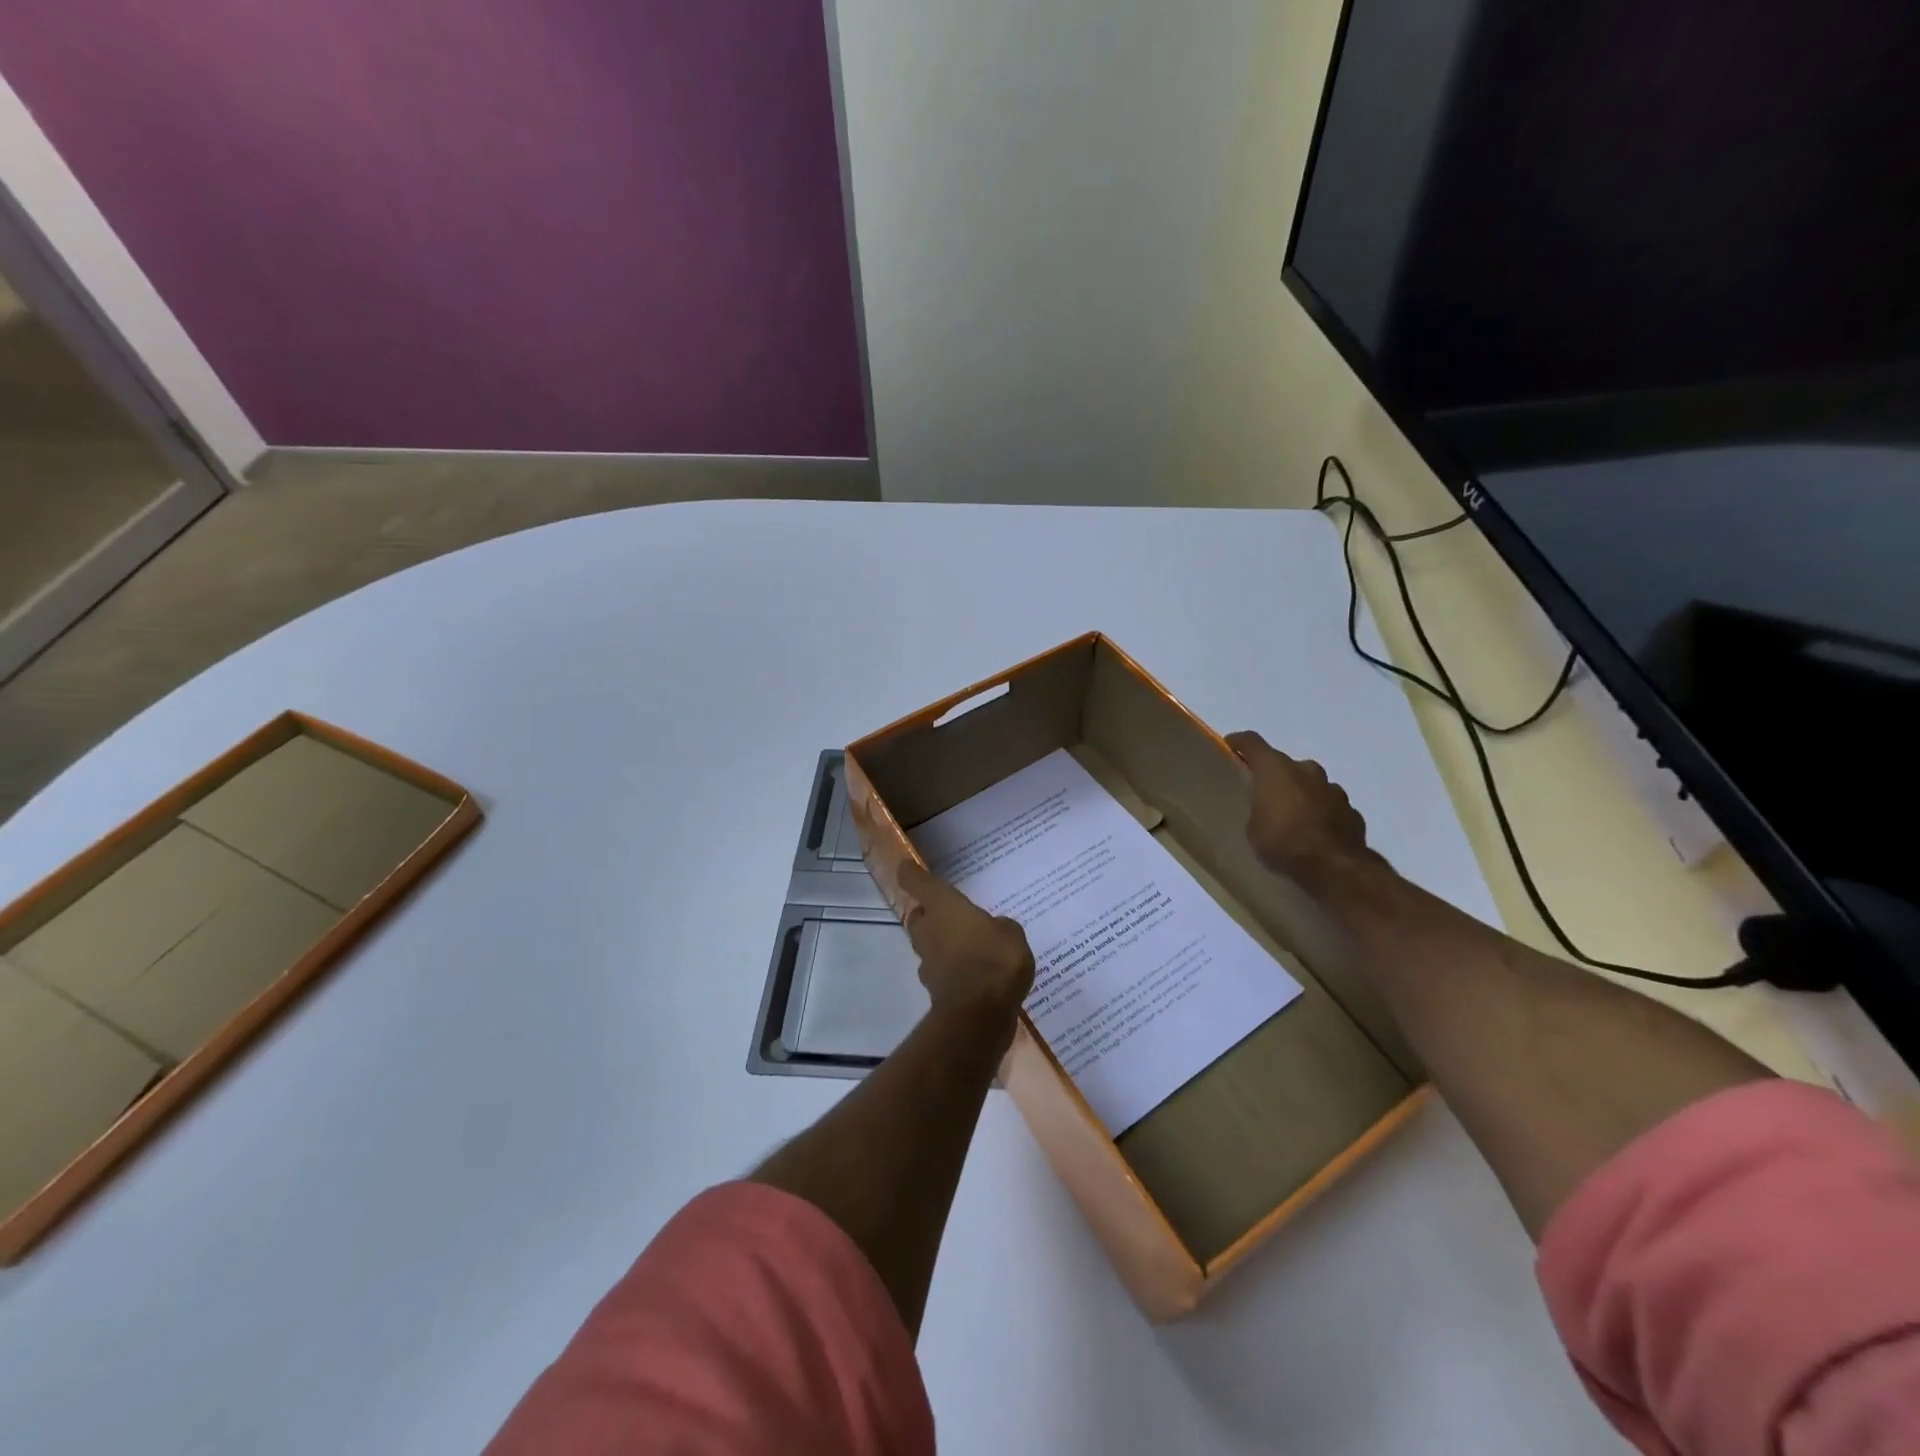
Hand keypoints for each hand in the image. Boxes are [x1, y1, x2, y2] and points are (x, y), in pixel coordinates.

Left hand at [897, 860, 1034, 1021]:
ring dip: (940, 942)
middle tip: (949, 912)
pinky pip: (941, 969)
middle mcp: (928, 930)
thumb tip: (993, 931)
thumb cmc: (994, 960)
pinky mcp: (934, 988)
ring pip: (927, 943)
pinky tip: (973, 973)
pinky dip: (951, 968)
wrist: (979, 1015)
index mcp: (943, 906)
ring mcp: (928, 961)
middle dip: (929, 913)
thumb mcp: (1011, 933)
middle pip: (918, 915)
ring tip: (967, 945)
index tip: (907, 866)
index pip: (916, 882)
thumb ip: (999, 927)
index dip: (910, 873)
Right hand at [1226, 730, 1373, 879]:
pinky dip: (1321, 813)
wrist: (1333, 867)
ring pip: (1312, 784)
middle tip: (1265, 794)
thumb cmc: (1282, 841)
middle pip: (1286, 764)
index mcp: (1275, 769)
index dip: (1240, 742)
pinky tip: (1315, 832)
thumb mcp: (1253, 827)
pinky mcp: (1352, 811)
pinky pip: (1330, 806)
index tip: (1231, 746)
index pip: (1252, 742)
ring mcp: (1333, 789)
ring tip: (1292, 817)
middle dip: (1276, 776)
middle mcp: (1306, 770)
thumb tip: (1268, 809)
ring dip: (1302, 794)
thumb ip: (1259, 809)